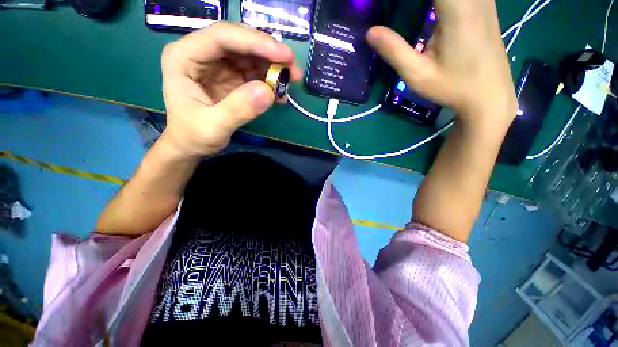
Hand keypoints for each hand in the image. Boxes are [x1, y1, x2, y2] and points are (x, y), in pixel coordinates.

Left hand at [159, 22, 301, 156]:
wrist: (190, 145)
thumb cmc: (193, 136)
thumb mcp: (213, 127)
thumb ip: (239, 109)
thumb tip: (269, 91)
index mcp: (184, 57)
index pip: (222, 37)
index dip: (256, 42)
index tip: (285, 56)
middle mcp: (201, 54)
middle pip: (240, 42)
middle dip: (269, 53)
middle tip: (293, 70)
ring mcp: (218, 65)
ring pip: (250, 55)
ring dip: (273, 66)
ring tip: (290, 82)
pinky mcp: (231, 77)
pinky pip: (254, 72)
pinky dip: (269, 80)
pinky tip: (279, 93)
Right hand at [366, 0, 516, 132]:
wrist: (489, 95)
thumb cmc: (452, 87)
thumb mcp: (418, 75)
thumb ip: (394, 51)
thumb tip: (370, 32)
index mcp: (457, 10)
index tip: (388, 6)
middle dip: (415, 3)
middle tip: (398, 10)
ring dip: (430, 1)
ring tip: (411, 11)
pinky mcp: (486, 5)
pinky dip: (443, 0)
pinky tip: (433, 9)